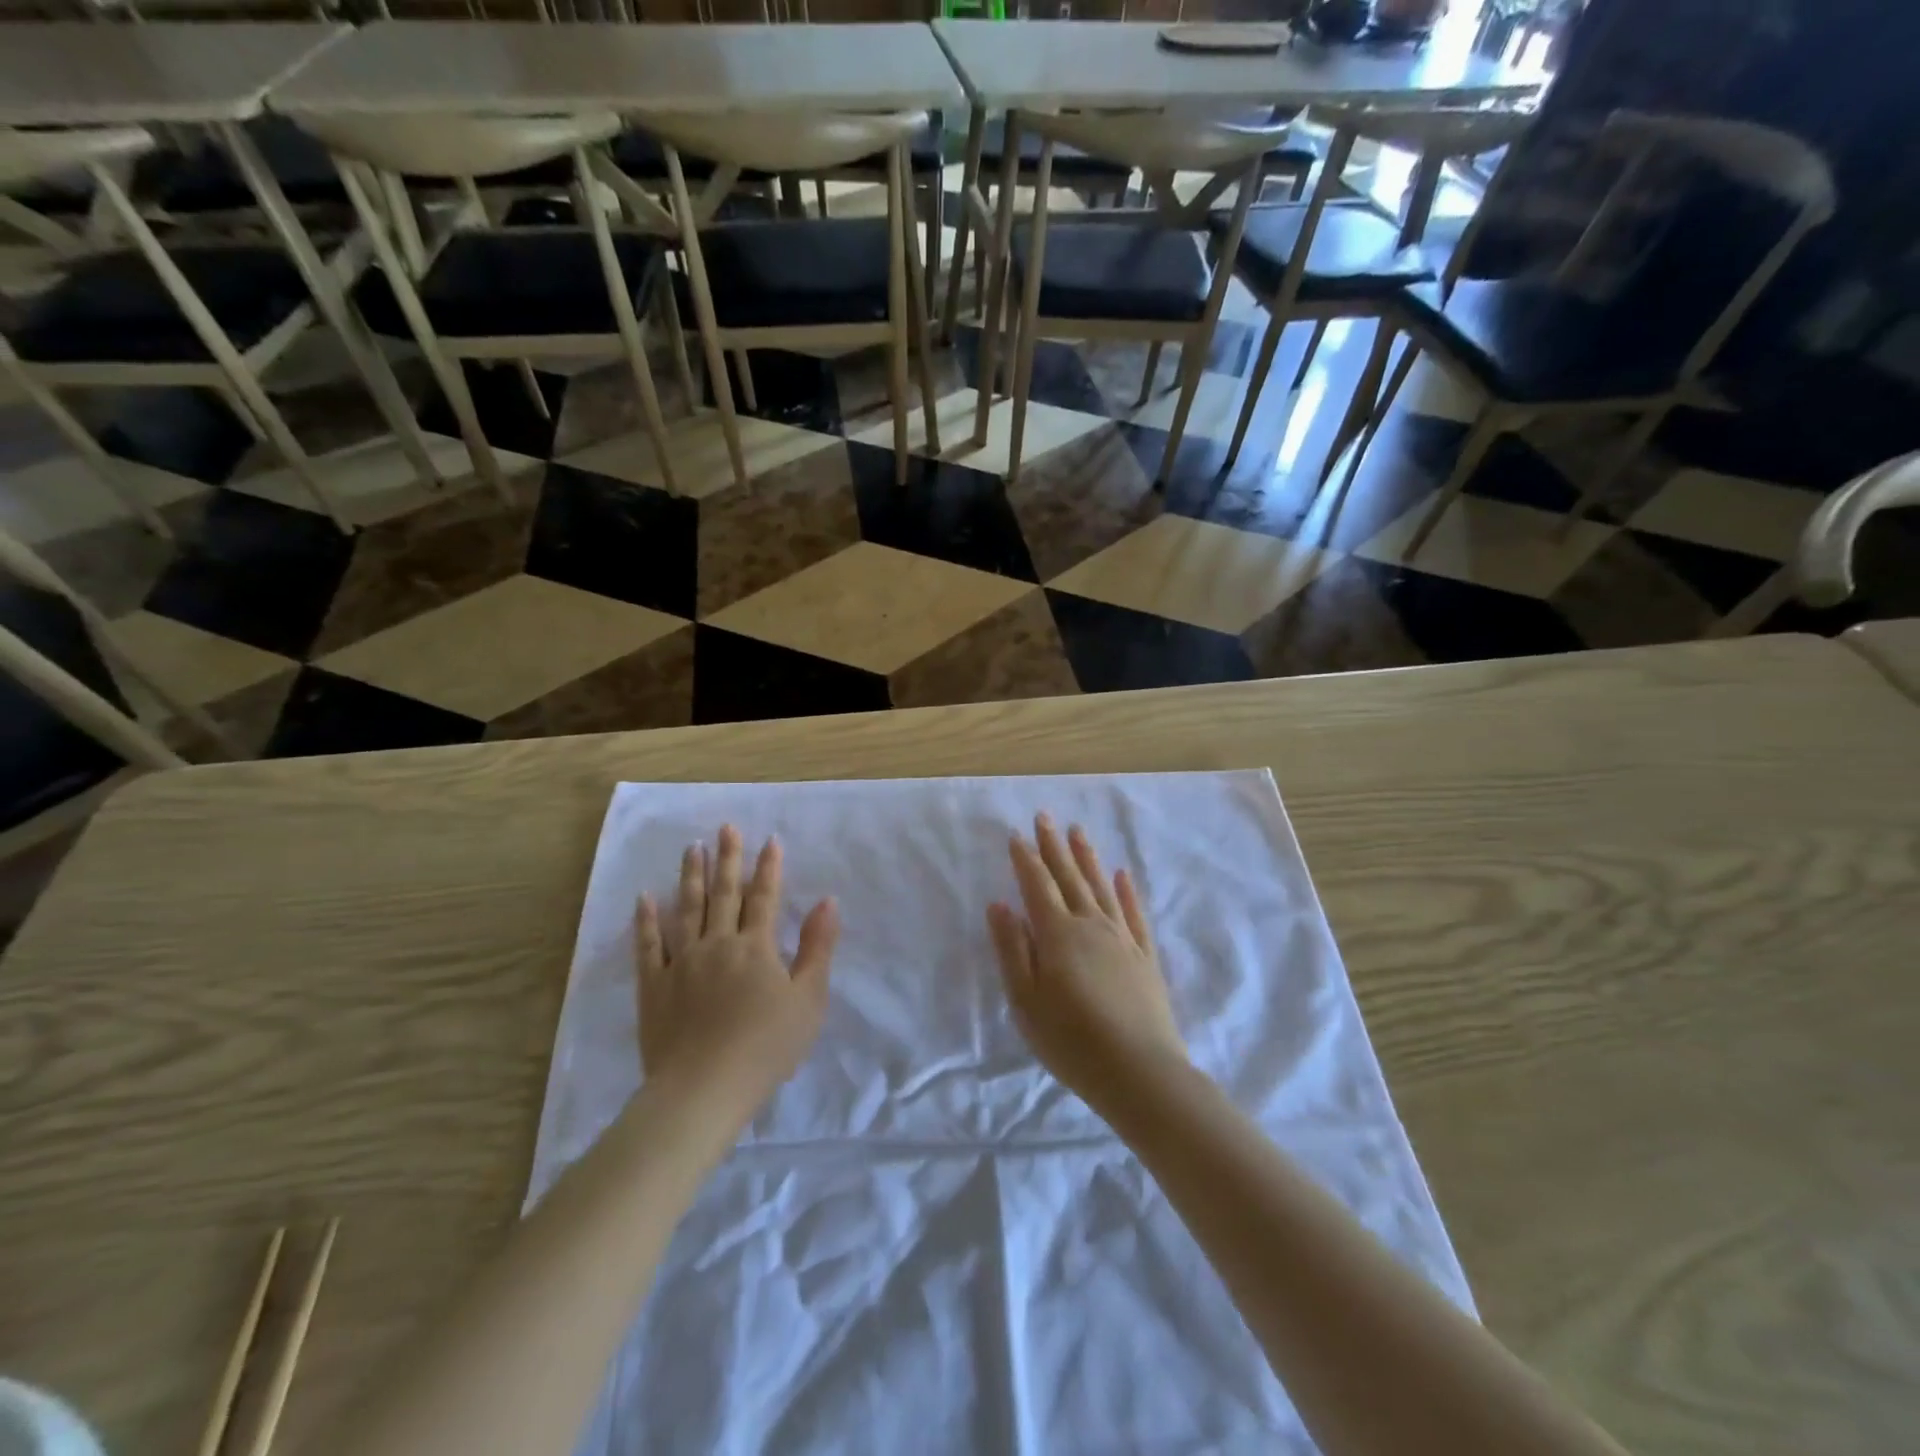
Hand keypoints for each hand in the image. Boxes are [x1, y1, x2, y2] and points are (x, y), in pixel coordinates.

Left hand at [635, 825, 838, 1129]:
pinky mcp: (654, 986)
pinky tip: (645, 898)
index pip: (764, 898)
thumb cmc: (766, 1047)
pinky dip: (646, 920)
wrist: (704, 1088)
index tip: (770, 840)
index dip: (769, 868)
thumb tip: (828, 901)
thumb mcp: (808, 999)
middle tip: (725, 827)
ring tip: (692, 848)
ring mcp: (682, 962)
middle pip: (724, 894)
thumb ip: (817, 947)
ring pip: (686, 910)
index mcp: (756, 947)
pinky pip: (648, 946)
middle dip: (728, 858)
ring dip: (691, 877)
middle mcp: (718, 943)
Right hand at [987, 815, 1186, 1107]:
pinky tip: (1123, 874)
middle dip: (1054, 846)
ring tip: (1078, 832)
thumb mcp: (1026, 1000)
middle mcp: (1091, 925)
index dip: (1025, 858)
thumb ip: (1012, 949)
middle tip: (1045, 817)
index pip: (1037, 885)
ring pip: (1101, 887)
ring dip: (1088, 858)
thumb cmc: (1071, 1041)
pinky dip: (1127, 891)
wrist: (1139, 1072)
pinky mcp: (1145, 956)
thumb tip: (999, 904)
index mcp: (1058, 934)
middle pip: (1069, 877)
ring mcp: (1122, 938)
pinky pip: (1134, 913)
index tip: (1016, 834)